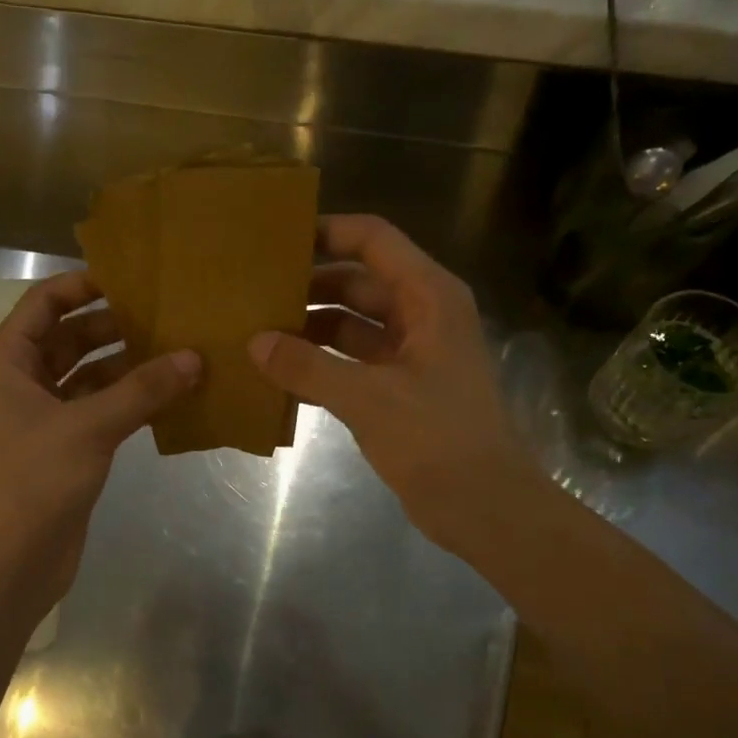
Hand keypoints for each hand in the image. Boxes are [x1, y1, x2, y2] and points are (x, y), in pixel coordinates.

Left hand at [0, 270, 199, 607]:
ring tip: (178, 349)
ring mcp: (44, 417)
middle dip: (115, 325)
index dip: (84, 285)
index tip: (133, 277)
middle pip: (70, 337)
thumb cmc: (32, 481)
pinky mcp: (65, 448)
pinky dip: (129, 400)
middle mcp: (22, 381)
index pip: (45, 303)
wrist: (6, 564)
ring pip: (89, 376)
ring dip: (127, 365)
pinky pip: (100, 409)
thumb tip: (194, 357)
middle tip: (168, 313)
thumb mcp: (88, 427)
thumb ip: (142, 389)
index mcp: (7, 361)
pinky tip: (169, 394)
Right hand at [249, 215, 531, 558]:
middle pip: (358, 281)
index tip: (276, 238)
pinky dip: (321, 363)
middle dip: (309, 284)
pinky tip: (279, 372)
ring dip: (311, 326)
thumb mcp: (368, 398)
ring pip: (352, 324)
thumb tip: (256, 342)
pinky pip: (353, 360)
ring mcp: (411, 352)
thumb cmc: (436, 439)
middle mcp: (422, 314)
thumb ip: (308, 367)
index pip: (373, 240)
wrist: (483, 505)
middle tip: (254, 289)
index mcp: (429, 297)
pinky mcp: (400, 387)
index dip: (327, 232)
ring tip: (257, 329)